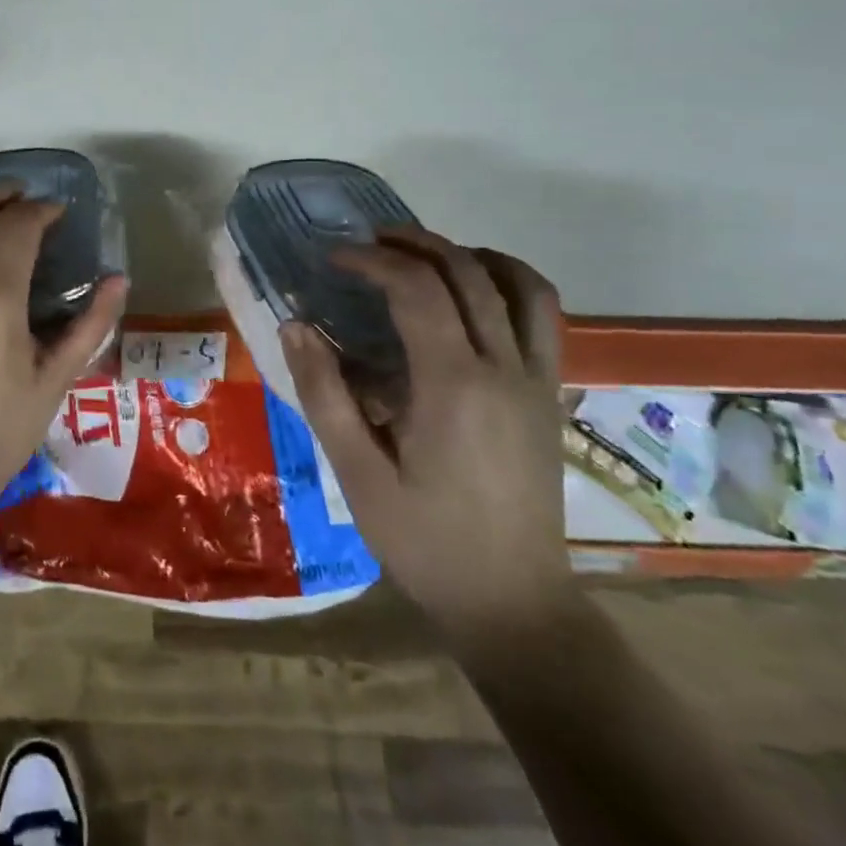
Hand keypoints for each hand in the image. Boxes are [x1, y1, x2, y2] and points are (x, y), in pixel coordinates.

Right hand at [281, 230, 578, 649]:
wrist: (512, 602)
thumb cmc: (424, 540)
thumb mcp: (357, 472)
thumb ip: (324, 393)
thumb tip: (296, 325)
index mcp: (453, 386)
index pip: (417, 289)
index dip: (372, 260)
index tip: (332, 259)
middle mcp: (503, 368)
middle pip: (467, 272)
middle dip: (413, 243)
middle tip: (367, 242)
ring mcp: (536, 379)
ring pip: (518, 283)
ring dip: (467, 254)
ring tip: (422, 256)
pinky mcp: (550, 394)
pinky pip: (541, 315)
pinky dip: (508, 282)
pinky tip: (471, 295)